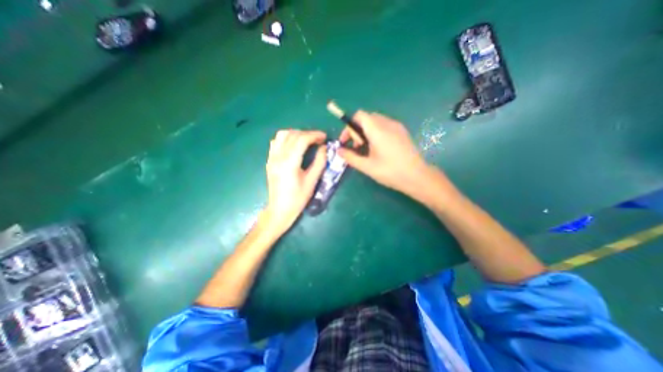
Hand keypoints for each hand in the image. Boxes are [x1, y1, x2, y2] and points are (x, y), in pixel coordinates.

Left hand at [263, 131, 326, 234]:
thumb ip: (319, 162)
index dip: (314, 135)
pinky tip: (294, 145)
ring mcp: (271, 158)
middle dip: (307, 133)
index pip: (301, 140)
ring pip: (282, 135)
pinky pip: (276, 142)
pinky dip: (286, 139)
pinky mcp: (269, 161)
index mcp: (289, 163)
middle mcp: (278, 157)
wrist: (280, 209)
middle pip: (292, 135)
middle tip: (318, 139)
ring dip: (296, 134)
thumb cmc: (298, 198)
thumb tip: (324, 148)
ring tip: (306, 140)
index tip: (324, 137)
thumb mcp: (312, 181)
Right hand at [339, 110, 432, 195]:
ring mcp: (396, 126)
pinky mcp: (402, 131)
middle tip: (357, 147)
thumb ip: (350, 157)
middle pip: (366, 118)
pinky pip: (384, 125)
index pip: (359, 116)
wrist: (417, 176)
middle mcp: (387, 124)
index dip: (349, 126)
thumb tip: (338, 151)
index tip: (346, 141)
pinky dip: (376, 132)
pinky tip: (378, 148)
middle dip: (357, 130)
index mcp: (378, 130)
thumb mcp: (367, 166)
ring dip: (366, 131)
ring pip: (375, 121)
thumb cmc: (391, 172)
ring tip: (367, 149)